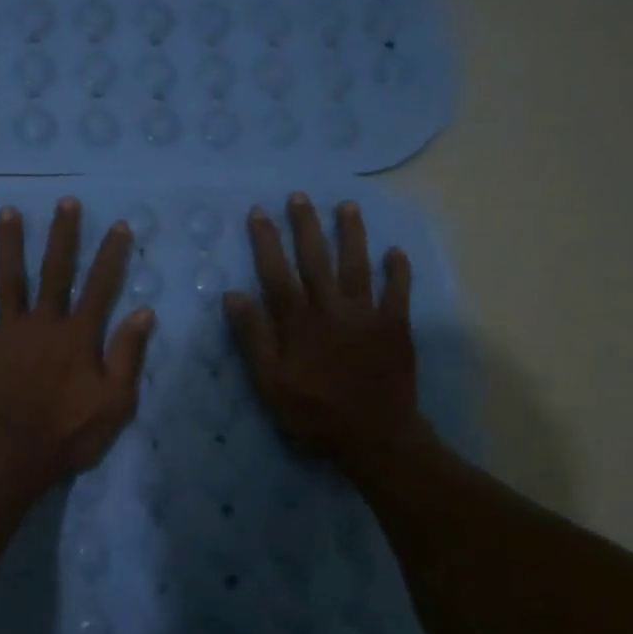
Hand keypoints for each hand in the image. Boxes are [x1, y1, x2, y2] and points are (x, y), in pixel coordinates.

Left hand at [0, 198, 155, 500]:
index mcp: (77, 336)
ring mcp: (5, 335)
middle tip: (64, 203)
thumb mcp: (116, 402)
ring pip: (7, 281)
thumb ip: (128, 355)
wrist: (13, 460)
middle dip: (62, 235)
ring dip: (8, 246)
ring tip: (6, 212)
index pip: (99, 287)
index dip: (110, 256)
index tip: (117, 225)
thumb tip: (144, 311)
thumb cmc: (69, 435)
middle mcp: (41, 324)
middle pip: (54, 272)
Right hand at [224, 193, 429, 471]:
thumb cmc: (314, 413)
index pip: (277, 272)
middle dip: (306, 226)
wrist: (374, 437)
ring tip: (347, 206)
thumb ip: (253, 337)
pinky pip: (398, 292)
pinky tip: (395, 252)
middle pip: (316, 259)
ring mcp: (367, 315)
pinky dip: (398, 271)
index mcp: (299, 321)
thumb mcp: (270, 381)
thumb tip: (234, 294)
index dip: (267, 241)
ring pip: (358, 265)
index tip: (259, 212)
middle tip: (299, 197)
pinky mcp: (395, 327)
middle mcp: (332, 308)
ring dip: (352, 234)